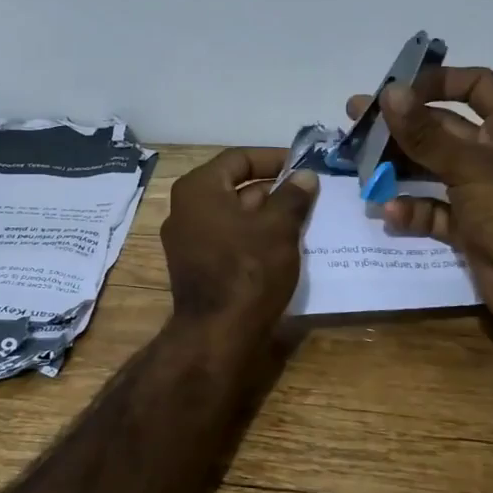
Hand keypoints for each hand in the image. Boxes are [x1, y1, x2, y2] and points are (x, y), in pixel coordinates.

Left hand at [161, 147, 317, 338]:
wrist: (218, 334)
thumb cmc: (248, 269)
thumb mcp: (279, 227)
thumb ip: (293, 196)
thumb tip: (304, 176)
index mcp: (198, 189)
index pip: (239, 159)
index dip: (273, 158)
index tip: (303, 166)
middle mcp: (185, 209)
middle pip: (234, 187)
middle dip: (273, 190)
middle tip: (308, 195)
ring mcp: (187, 240)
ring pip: (233, 216)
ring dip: (266, 215)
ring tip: (303, 220)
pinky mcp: (196, 266)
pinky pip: (228, 240)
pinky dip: (253, 237)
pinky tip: (283, 247)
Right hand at [345, 67, 492, 318]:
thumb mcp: (469, 166)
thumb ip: (425, 133)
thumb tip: (389, 91)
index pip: (475, 85)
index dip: (438, 81)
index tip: (397, 89)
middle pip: (443, 128)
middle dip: (402, 126)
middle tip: (357, 121)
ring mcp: (482, 191)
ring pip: (432, 168)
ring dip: (399, 167)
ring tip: (360, 165)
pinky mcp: (469, 226)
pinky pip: (433, 210)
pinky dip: (412, 210)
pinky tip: (388, 210)